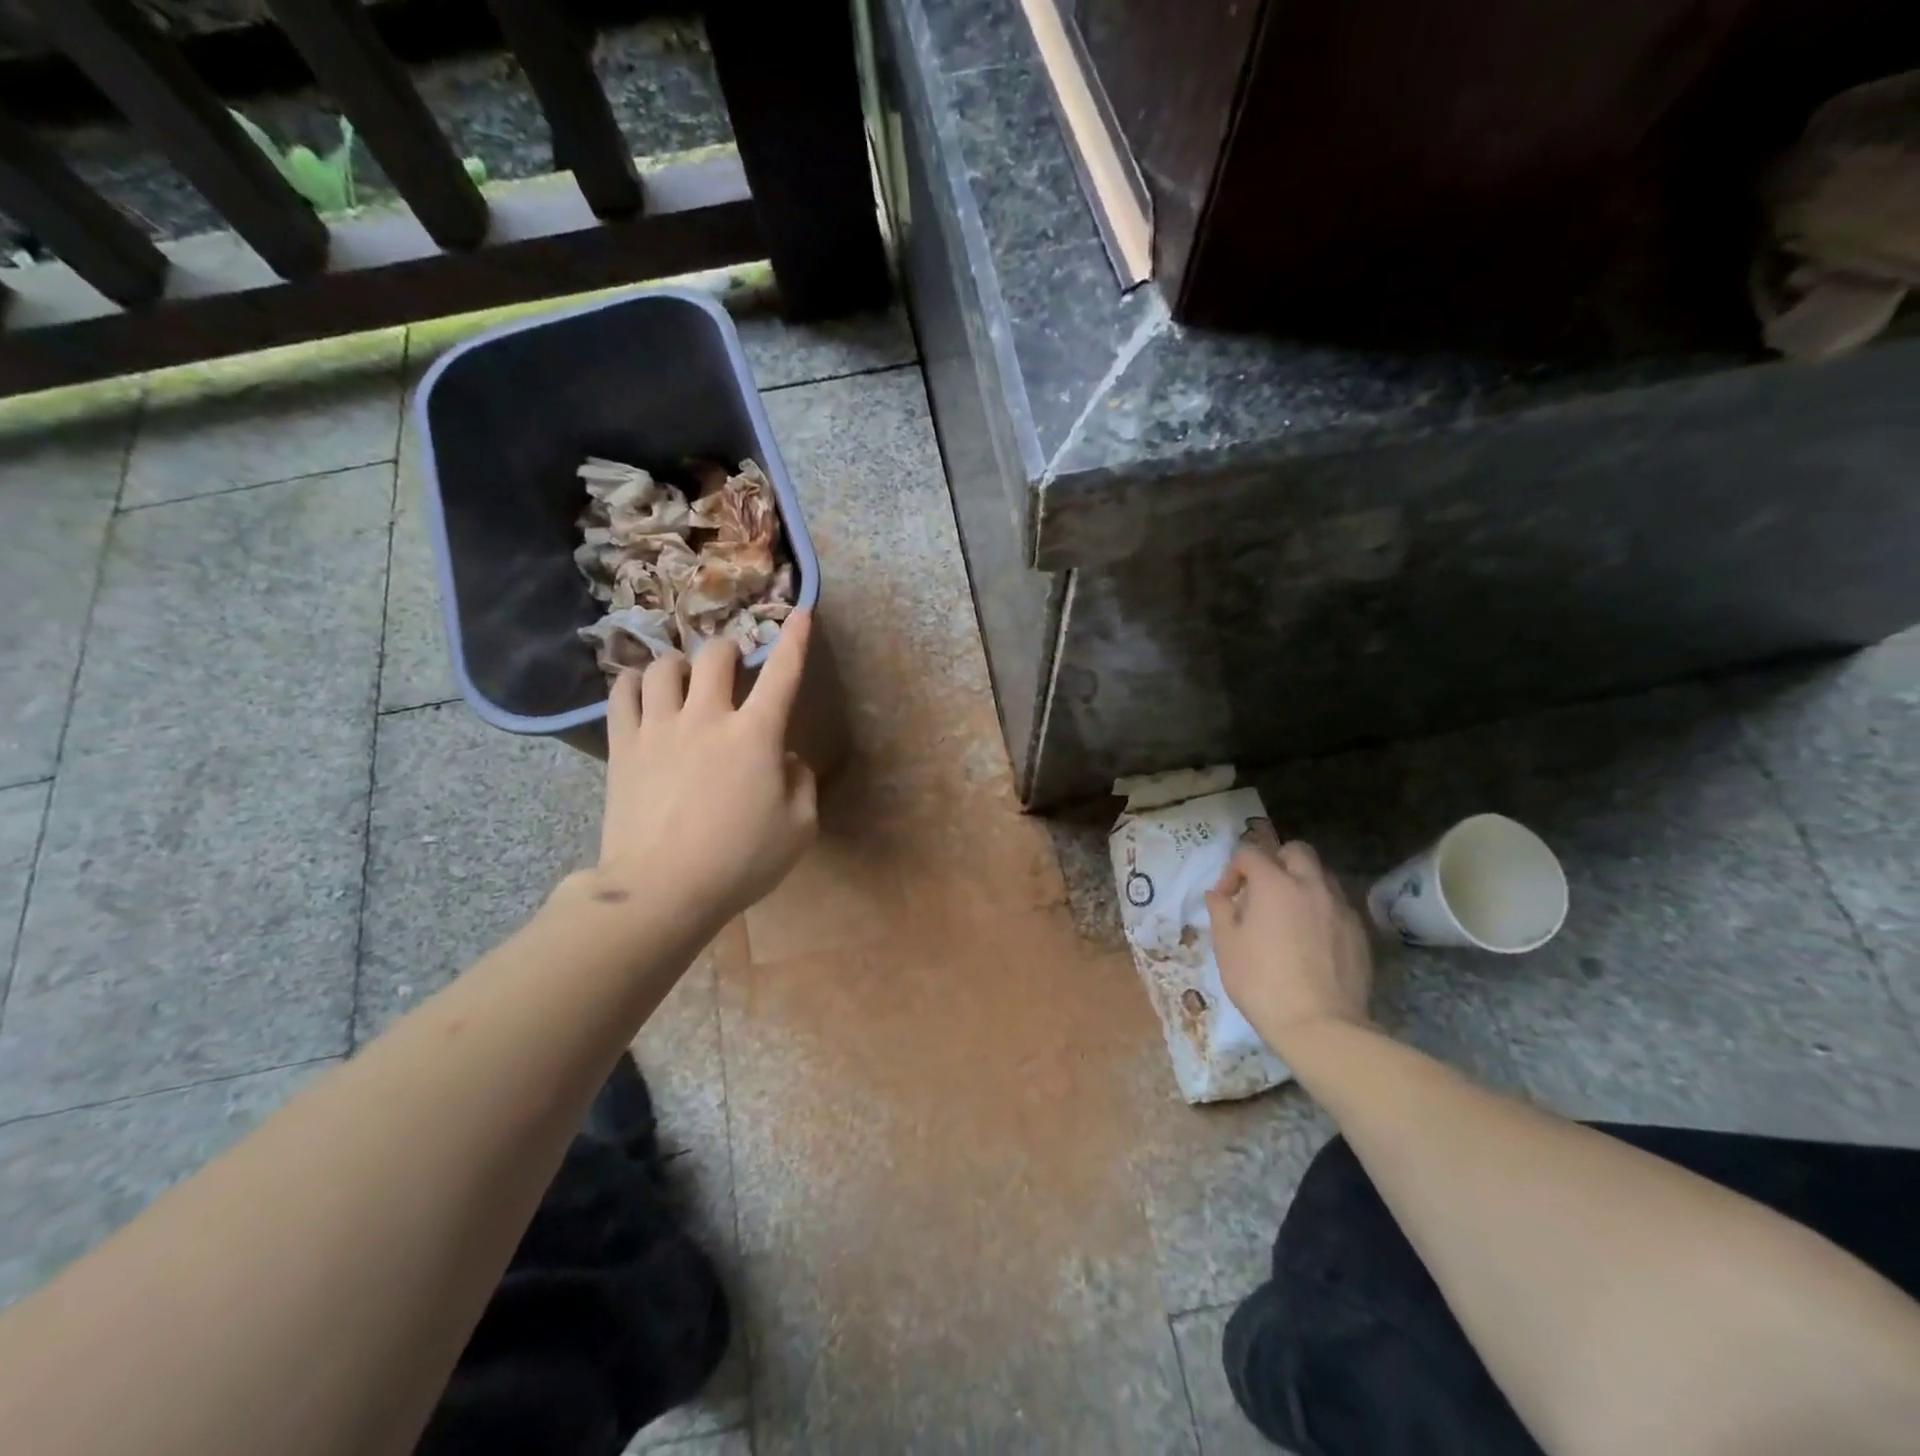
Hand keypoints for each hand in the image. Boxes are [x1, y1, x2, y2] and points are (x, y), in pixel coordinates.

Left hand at [598, 611, 819, 929]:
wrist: (662, 889)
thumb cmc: (740, 861)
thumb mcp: (799, 828)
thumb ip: (801, 783)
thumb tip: (784, 759)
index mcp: (755, 735)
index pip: (782, 674)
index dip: (796, 640)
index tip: (801, 613)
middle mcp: (706, 717)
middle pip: (714, 658)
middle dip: (729, 651)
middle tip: (731, 666)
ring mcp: (659, 728)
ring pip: (663, 667)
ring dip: (679, 665)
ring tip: (682, 678)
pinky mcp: (624, 746)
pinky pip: (622, 694)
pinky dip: (634, 683)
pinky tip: (641, 690)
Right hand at [1206, 840, 1373, 1056]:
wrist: (1320, 1026)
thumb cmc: (1261, 982)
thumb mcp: (1226, 947)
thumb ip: (1220, 912)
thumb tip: (1217, 895)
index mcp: (1274, 883)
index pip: (1250, 854)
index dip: (1232, 872)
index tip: (1225, 900)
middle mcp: (1311, 885)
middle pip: (1296, 851)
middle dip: (1275, 862)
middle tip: (1262, 892)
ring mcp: (1340, 908)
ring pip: (1322, 875)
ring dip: (1302, 883)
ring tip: (1288, 914)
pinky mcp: (1360, 932)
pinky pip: (1338, 905)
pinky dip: (1321, 909)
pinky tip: (1311, 939)